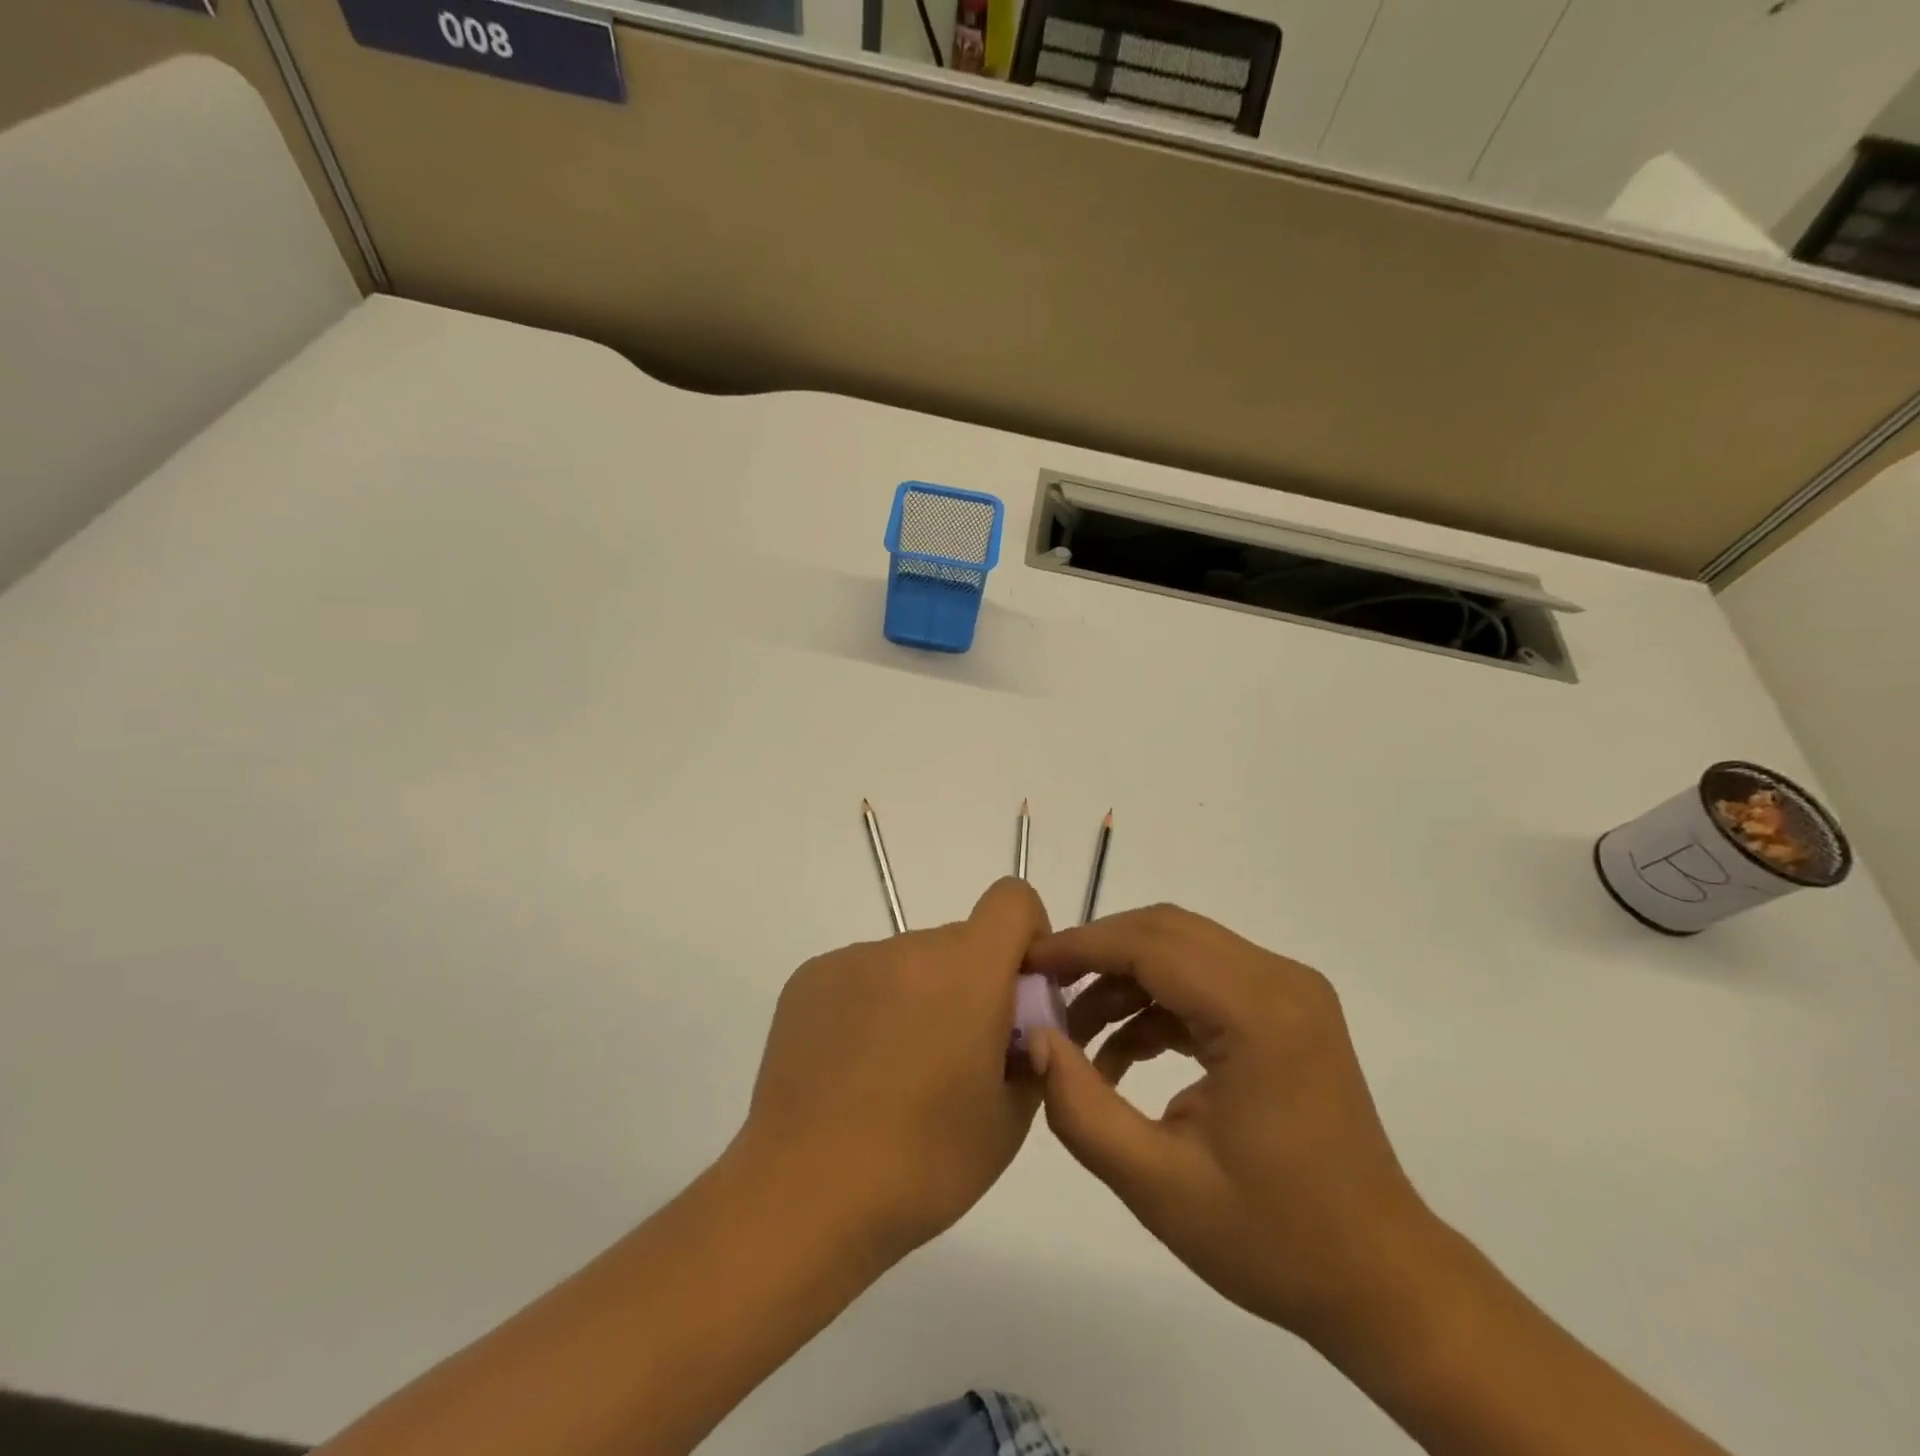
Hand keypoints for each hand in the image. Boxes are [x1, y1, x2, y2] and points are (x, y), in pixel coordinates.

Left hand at [734, 877, 1050, 1263]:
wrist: (805, 1194)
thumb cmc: (924, 1163)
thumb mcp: (1009, 1118)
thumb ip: (1032, 1051)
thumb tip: (1021, 1025)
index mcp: (969, 970)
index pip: (1012, 899)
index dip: (1026, 935)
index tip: (1017, 991)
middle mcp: (910, 947)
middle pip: (960, 941)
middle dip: (971, 983)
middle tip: (955, 1057)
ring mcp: (854, 959)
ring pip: (910, 962)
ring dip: (919, 996)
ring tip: (894, 1073)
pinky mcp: (810, 977)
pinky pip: (862, 976)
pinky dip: (872, 1006)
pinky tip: (852, 1070)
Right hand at [1023, 905, 1437, 1349]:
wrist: (1381, 1279)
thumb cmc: (1274, 1239)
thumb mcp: (1157, 1185)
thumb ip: (1082, 1108)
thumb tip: (1038, 1040)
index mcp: (1258, 1014)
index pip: (1151, 945)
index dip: (1081, 946)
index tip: (1026, 964)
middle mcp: (1280, 980)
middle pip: (1166, 931)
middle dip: (1097, 954)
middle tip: (1044, 992)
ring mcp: (1289, 990)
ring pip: (1183, 949)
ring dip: (1124, 979)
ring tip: (1077, 1035)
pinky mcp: (1287, 1008)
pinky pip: (1205, 978)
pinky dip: (1156, 1001)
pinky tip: (1123, 1053)